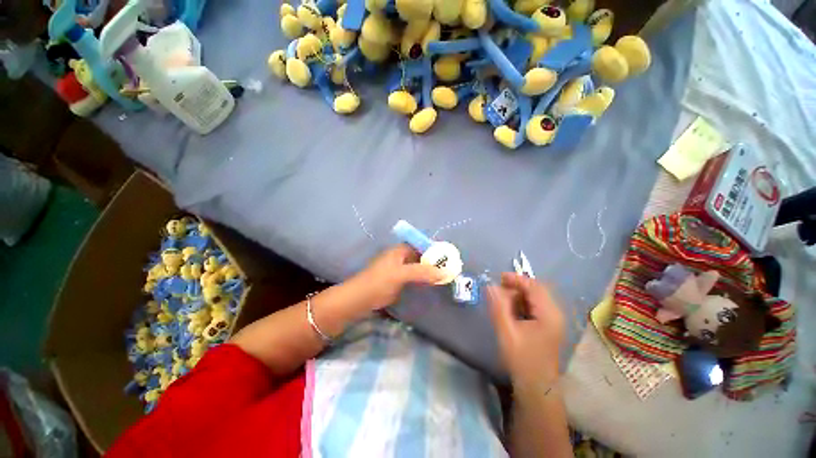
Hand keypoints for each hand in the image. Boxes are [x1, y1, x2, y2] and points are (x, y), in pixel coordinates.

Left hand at [347, 244, 444, 311]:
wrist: (361, 299)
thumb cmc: (379, 281)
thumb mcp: (401, 274)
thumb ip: (422, 272)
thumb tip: (443, 272)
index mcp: (400, 250)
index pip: (420, 245)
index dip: (433, 249)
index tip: (447, 256)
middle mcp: (400, 257)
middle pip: (420, 256)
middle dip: (433, 261)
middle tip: (448, 267)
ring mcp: (399, 269)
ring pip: (418, 266)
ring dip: (429, 270)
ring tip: (444, 275)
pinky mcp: (398, 280)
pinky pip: (414, 276)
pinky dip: (423, 278)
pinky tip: (431, 283)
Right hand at [488, 273, 564, 389]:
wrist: (537, 386)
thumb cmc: (522, 359)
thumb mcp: (507, 331)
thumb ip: (498, 306)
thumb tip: (490, 285)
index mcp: (548, 314)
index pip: (534, 286)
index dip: (516, 279)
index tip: (498, 277)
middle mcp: (554, 313)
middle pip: (536, 290)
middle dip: (516, 286)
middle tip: (498, 289)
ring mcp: (553, 320)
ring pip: (535, 298)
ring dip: (518, 295)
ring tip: (502, 301)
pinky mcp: (549, 326)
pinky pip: (535, 307)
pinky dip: (522, 304)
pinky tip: (511, 311)